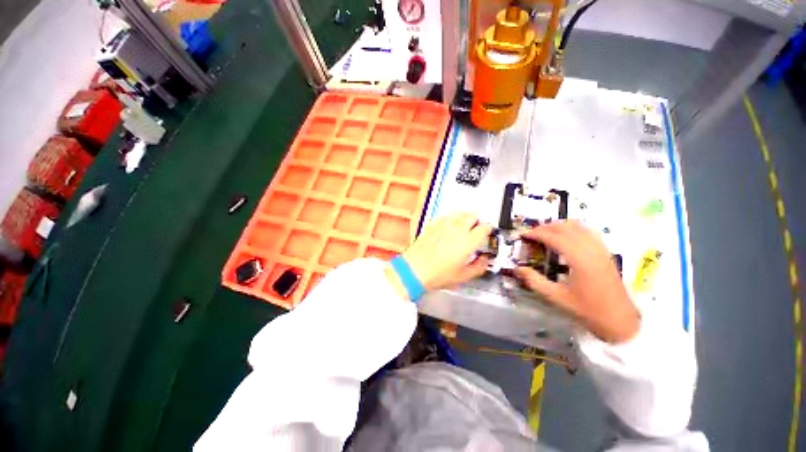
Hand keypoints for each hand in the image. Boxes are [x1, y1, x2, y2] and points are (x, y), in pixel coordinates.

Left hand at [385, 213, 491, 297]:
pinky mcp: (433, 224)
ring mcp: (444, 225)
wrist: (415, 269)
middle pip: (473, 216)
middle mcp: (457, 229)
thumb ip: (479, 266)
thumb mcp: (463, 276)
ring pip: (460, 213)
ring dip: (466, 217)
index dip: (489, 229)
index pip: (485, 227)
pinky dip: (452, 218)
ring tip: (465, 226)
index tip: (488, 233)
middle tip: (477, 230)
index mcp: (468, 241)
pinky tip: (450, 225)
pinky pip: (446, 215)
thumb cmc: (437, 274)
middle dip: (478, 221)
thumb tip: (484, 260)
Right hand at [513, 221, 639, 342]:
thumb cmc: (588, 310)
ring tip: (545, 233)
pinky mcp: (606, 253)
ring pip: (579, 226)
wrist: (620, 321)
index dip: (536, 233)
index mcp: (579, 260)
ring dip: (560, 226)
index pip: (554, 237)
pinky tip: (566, 237)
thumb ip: (534, 281)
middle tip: (531, 234)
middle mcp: (591, 250)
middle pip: (566, 227)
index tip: (523, 235)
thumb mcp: (556, 297)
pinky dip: (573, 229)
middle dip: (546, 227)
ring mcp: (601, 250)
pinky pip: (588, 232)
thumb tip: (518, 268)